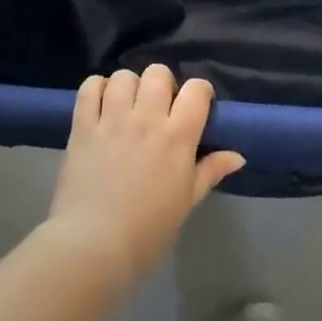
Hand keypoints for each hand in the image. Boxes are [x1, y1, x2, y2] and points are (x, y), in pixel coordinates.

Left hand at [46, 64, 245, 287]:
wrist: (93, 246)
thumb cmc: (147, 230)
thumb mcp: (186, 202)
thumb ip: (210, 171)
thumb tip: (238, 156)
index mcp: (177, 136)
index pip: (196, 89)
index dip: (199, 92)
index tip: (196, 105)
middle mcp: (146, 119)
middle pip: (158, 73)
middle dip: (162, 84)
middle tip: (159, 107)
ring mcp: (112, 119)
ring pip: (124, 76)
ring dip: (129, 86)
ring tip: (127, 106)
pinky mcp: (83, 126)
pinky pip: (90, 87)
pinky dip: (97, 88)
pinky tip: (101, 104)